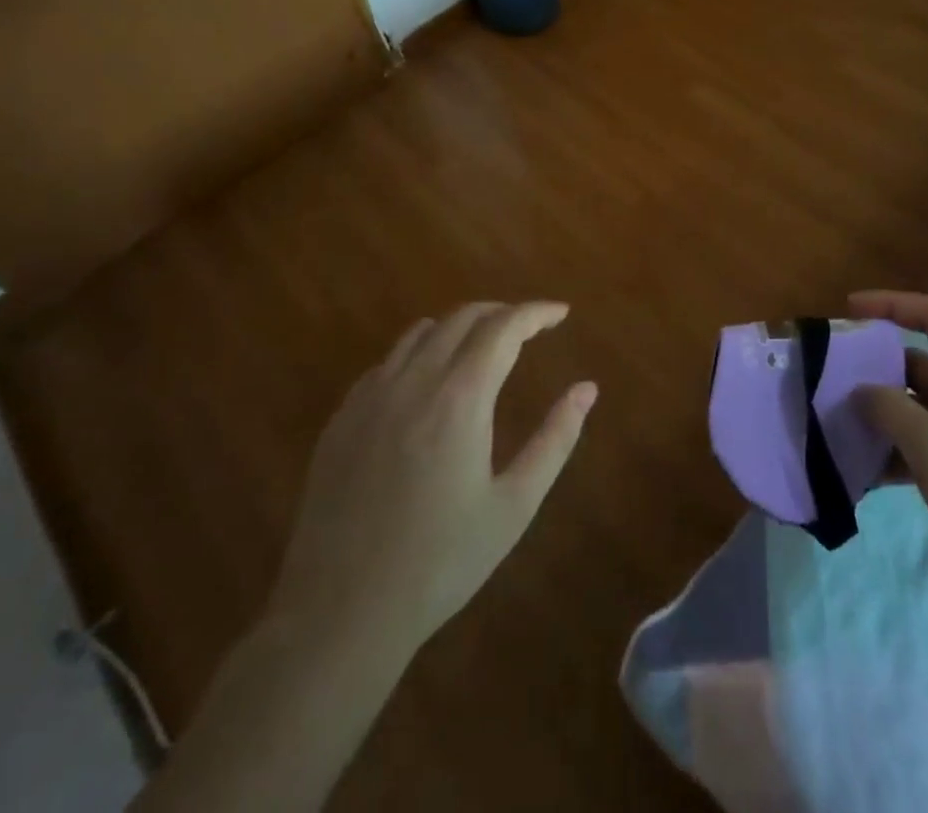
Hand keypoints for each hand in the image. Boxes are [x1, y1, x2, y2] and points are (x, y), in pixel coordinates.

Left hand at [267, 302, 597, 658]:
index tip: (561, 313)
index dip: (536, 313)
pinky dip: (420, 353)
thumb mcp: (513, 506)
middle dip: (502, 313)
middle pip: (463, 318)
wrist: (341, 614)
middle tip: (529, 329)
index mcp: (460, 397)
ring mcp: (371, 396)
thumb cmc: (440, 563)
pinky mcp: (342, 417)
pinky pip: (388, 361)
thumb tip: (587, 389)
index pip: (504, 327)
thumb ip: (555, 439)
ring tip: (484, 347)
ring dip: (460, 326)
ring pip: (421, 332)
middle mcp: (414, 381)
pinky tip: (429, 384)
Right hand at [851, 290, 927, 634]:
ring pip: (913, 406)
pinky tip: (859, 472)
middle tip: (826, 380)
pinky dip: (891, 450)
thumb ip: (887, 408)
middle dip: (872, 368)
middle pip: (916, 362)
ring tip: (834, 426)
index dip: (889, 305)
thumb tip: (860, 390)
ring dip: (877, 414)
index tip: (847, 311)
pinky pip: (920, 444)